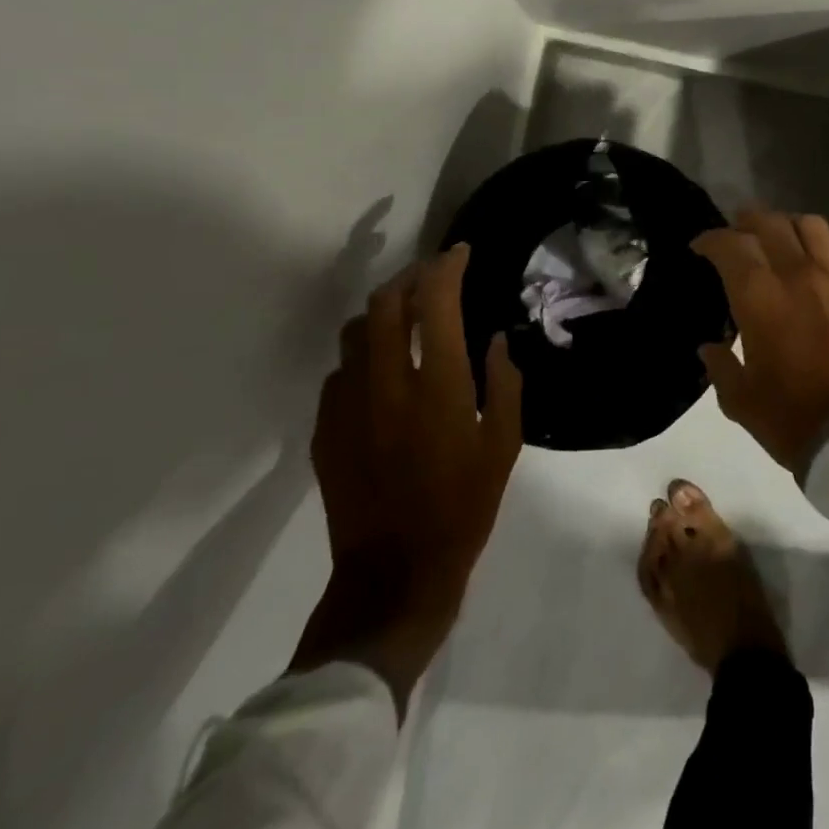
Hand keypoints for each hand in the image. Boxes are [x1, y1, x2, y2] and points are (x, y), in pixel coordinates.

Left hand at [290, 244, 522, 716]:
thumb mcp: (504, 444)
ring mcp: (347, 406)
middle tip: (431, 276)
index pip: (434, 302)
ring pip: (354, 333)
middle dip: (409, 278)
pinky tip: (380, 372)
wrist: (394, 575)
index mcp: (436, 385)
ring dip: (381, 314)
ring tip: (404, 318)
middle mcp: (386, 384)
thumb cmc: (463, 507)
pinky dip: (362, 356)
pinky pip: (339, 372)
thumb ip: (504, 383)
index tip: (459, 253)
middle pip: (384, 304)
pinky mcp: (324, 430)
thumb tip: (495, 341)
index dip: (446, 267)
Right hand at [691, 209, 828, 476]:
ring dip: (788, 227)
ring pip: (811, 226)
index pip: (731, 246)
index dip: (711, 240)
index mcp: (760, 298)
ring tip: (780, 241)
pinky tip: (818, 269)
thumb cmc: (789, 418)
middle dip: (747, 222)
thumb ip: (720, 365)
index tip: (701, 247)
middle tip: (737, 234)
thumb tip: (710, 347)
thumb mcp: (738, 399)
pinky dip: (825, 252)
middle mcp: (798, 277)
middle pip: (770, 224)